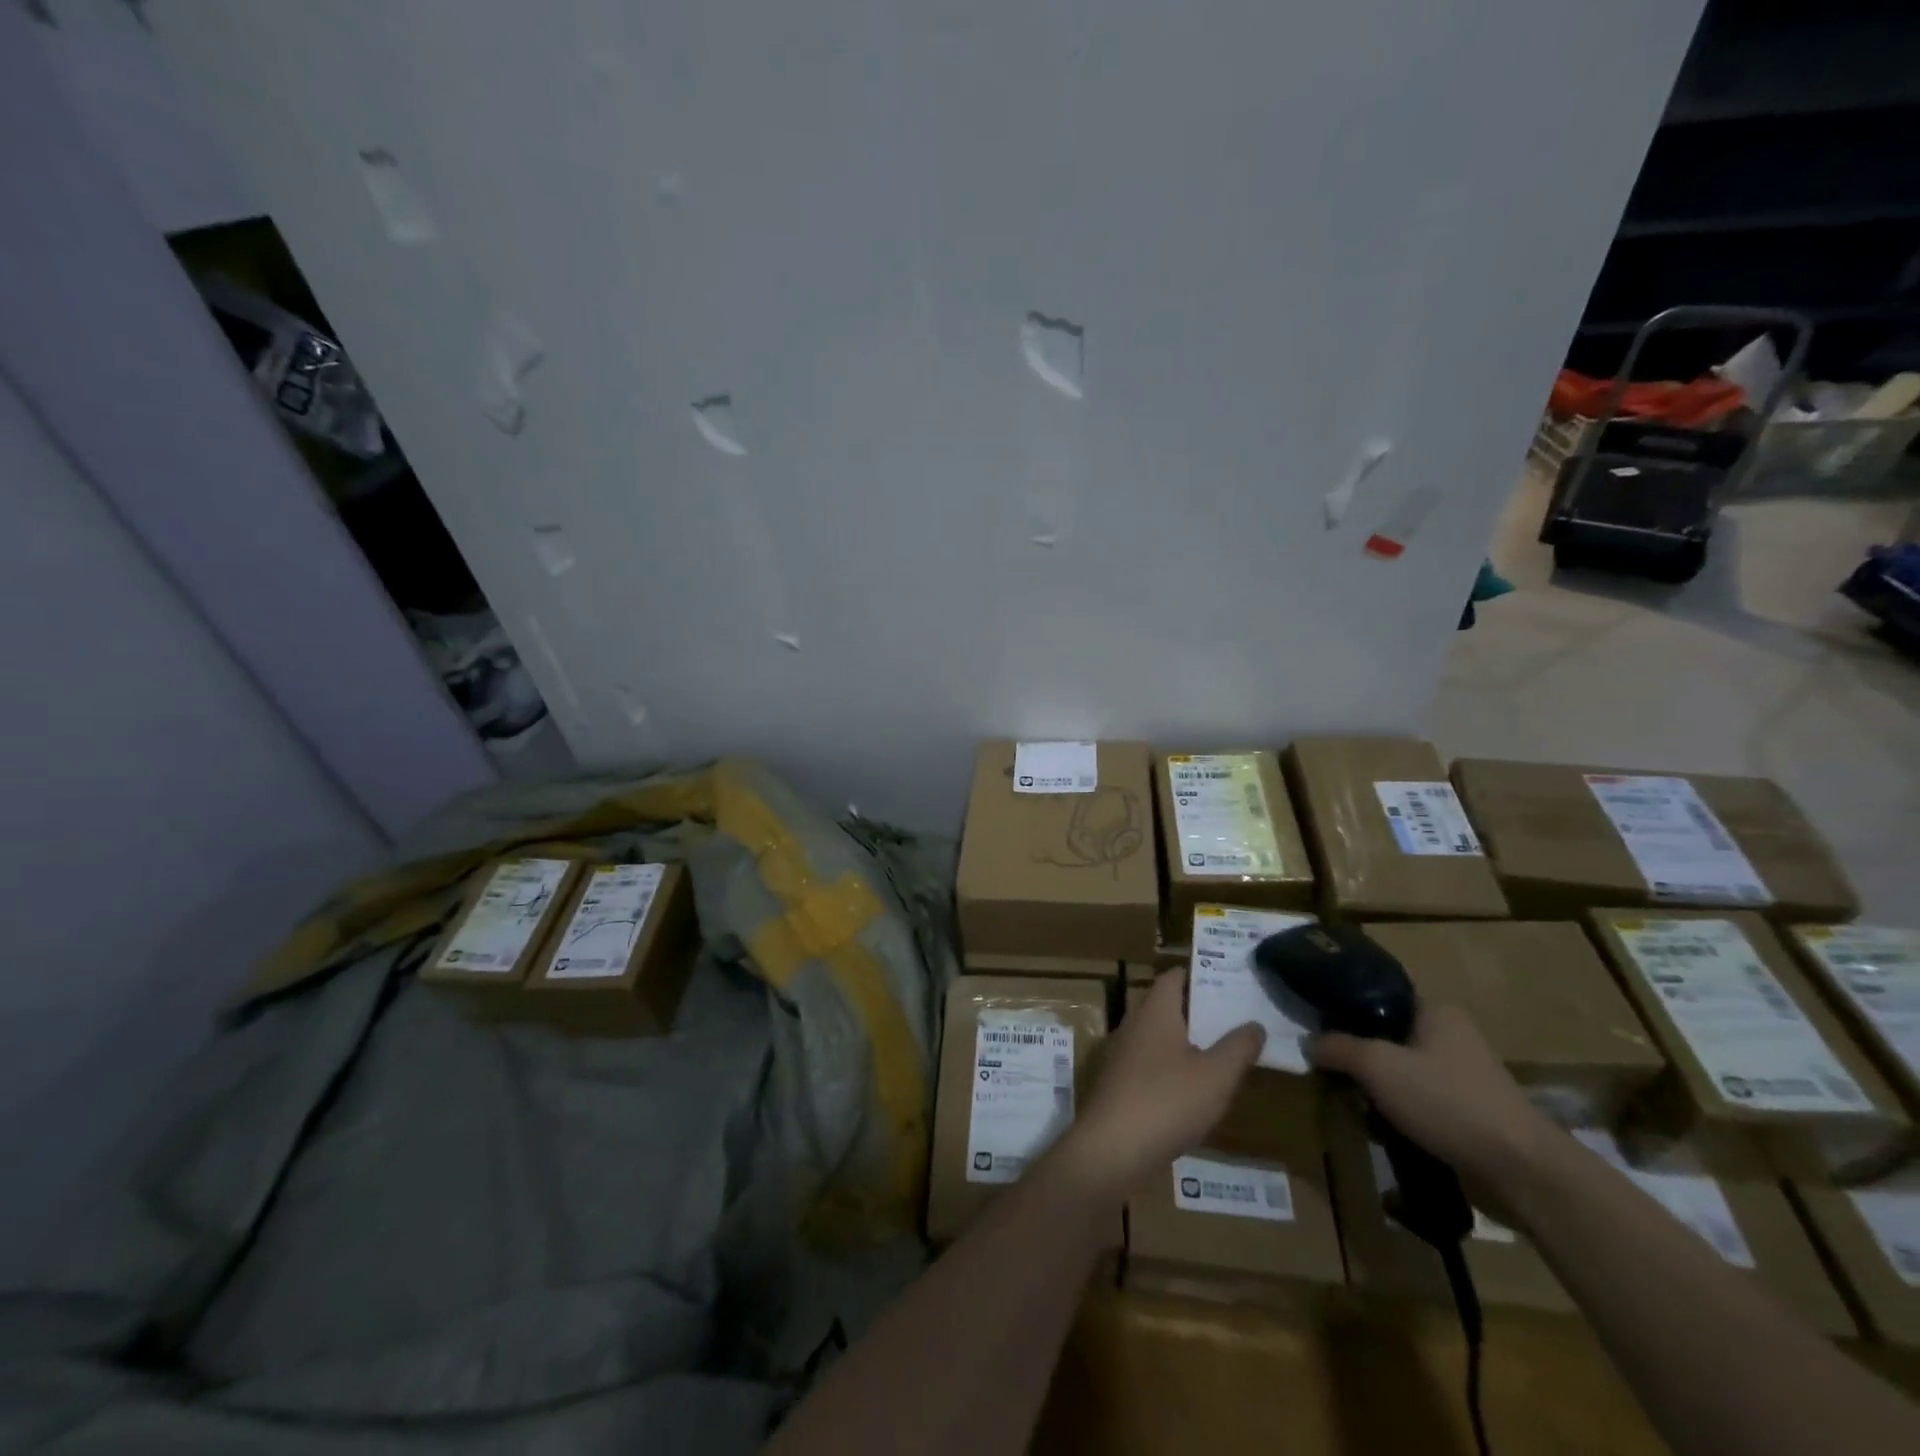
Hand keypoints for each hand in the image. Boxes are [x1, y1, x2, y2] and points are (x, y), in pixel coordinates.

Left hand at [1053, 970, 1264, 1198]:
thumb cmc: (1167, 1101)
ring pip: (1160, 1036)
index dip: (1199, 975)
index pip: (1174, 978)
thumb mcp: (1216, 1076)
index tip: (1229, 980)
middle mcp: (1135, 1024)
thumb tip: (1255, 1023)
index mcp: (1155, 1011)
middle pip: (1168, 1006)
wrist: (1112, 1148)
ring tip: (1224, 1053)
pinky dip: (1174, 1067)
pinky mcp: (1120, 1084)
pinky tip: (1195, 1090)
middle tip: (1236, 1019)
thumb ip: (1238, 1047)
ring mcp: (1123, 1054)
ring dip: (1188, 1041)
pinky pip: (1152, 1063)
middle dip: (1199, 1010)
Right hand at [1308, 1002, 1552, 1191]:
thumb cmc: (1446, 1101)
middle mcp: (1453, 1036)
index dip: (1346, 1014)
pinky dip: (1401, 1115)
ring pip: (1402, 1075)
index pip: (1378, 999)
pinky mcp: (1471, 1112)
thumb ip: (1337, 1047)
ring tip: (1359, 1111)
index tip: (1322, 1036)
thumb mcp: (1377, 1066)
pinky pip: (1421, 1103)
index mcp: (1436, 1011)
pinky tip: (1386, 1133)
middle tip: (1337, 1079)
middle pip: (1387, 1039)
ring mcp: (1465, 1076)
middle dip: (1361, 1063)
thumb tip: (1309, 1042)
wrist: (1521, 1170)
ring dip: (1379, 1093)